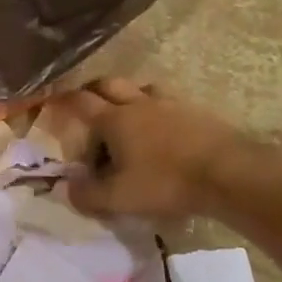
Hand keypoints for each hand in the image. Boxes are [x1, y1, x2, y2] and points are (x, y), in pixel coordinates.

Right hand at [60, 77, 270, 220]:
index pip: (81, 102)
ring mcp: (171, 104)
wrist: (229, 173)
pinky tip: (164, 128)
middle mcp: (139, 103)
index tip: (52, 99)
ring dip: (130, 96)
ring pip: (142, 88)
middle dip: (94, 90)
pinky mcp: (197, 112)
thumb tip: (65, 188)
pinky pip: (169, 102)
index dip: (63, 100)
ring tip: (128, 113)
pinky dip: (158, 109)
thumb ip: (88, 195)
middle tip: (88, 102)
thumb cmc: (166, 182)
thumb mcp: (120, 198)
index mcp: (115, 119)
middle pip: (110, 84)